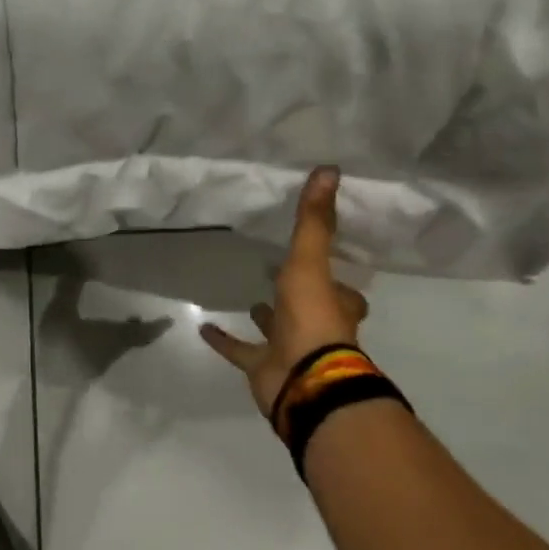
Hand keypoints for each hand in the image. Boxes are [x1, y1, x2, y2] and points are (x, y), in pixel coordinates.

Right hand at [199, 167, 369, 417]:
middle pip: (312, 309)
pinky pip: (241, 352)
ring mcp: (289, 350)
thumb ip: (314, 220)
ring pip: (277, 331)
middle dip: (300, 296)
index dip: (338, 277)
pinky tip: (204, 327)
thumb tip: (330, 168)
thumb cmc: (313, 318)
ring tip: (252, 299)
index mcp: (335, 305)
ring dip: (267, 318)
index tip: (328, 262)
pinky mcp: (263, 368)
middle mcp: (317, 327)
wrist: (304, 380)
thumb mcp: (310, 262)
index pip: (344, 290)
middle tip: (282, 275)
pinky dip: (224, 341)